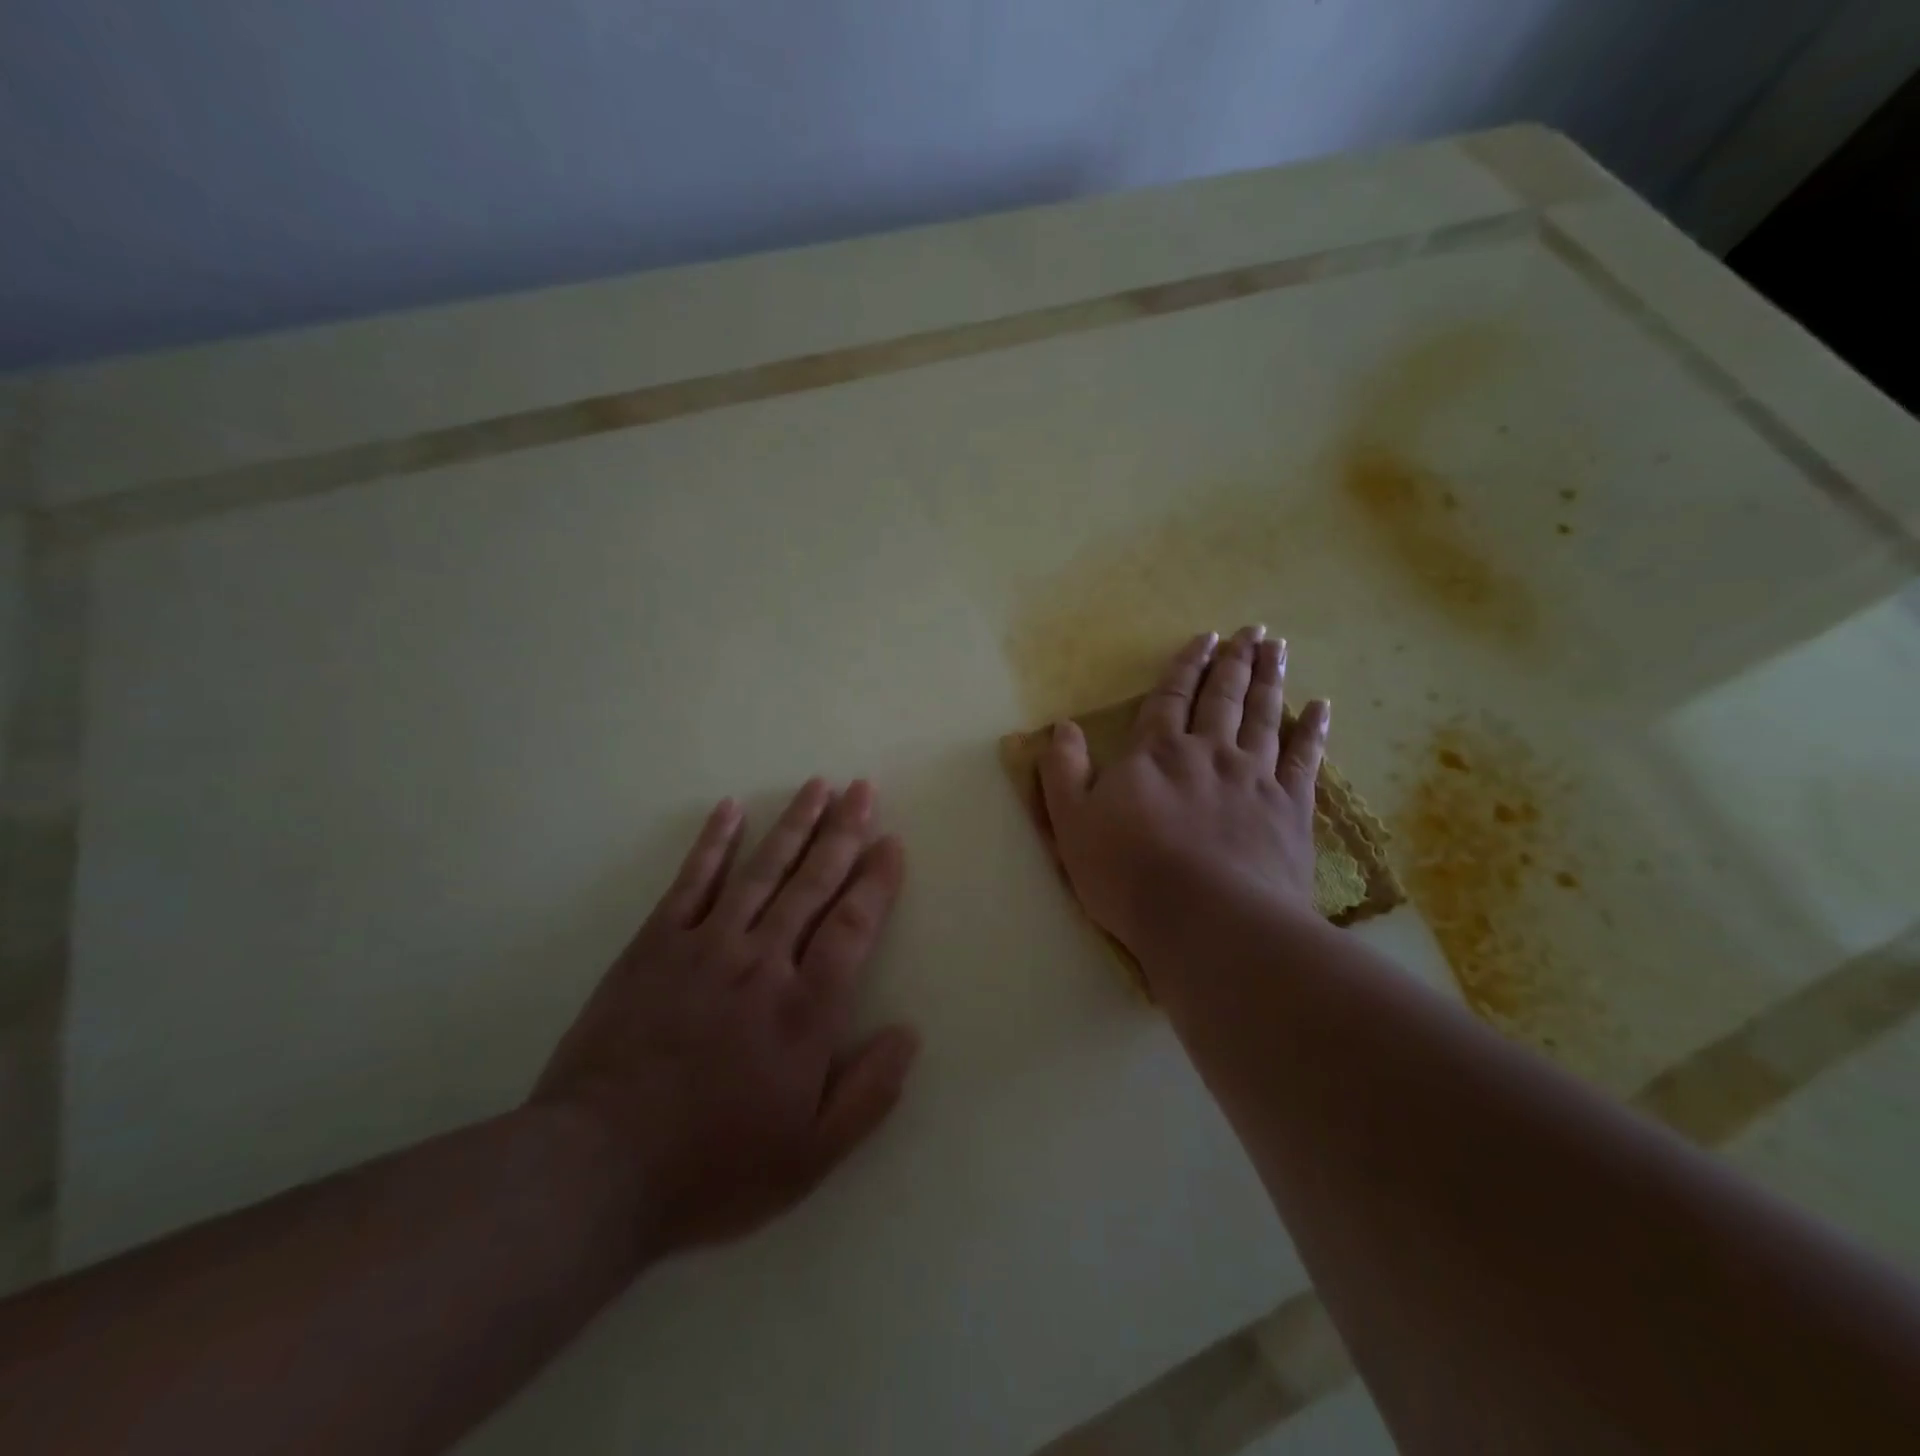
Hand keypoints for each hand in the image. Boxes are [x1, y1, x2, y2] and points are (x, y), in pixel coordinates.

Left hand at [530, 780, 917, 1255]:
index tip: (891, 843)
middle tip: (863, 789)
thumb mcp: (811, 1156)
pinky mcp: (655, 945)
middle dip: (843, 832)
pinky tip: (729, 809)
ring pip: (761, 870)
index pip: (853, 925)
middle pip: (812, 882)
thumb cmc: (714, 1167)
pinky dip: (713, 842)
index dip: (876, 880)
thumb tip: (909, 1033)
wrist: (598, 1169)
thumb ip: (868, 1093)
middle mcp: (763, 962)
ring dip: (793, 823)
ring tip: (817, 785)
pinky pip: (691, 881)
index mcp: (806, 1010)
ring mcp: (706, 946)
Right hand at [1038, 626, 1329, 969]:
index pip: (1169, 698)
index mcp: (1156, 754)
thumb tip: (1063, 727)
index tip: (1206, 638)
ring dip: (1270, 680)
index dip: (1186, 667)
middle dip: (1234, 662)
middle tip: (1252, 632)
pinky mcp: (1290, 808)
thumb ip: (1064, 772)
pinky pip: (1304, 759)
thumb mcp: (1072, 824)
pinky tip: (1321, 708)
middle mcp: (1208, 752)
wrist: (1208, 920)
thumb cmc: (1129, 874)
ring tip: (1277, 649)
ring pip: (1264, 716)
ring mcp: (1254, 778)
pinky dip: (1313, 731)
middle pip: (1223, 697)